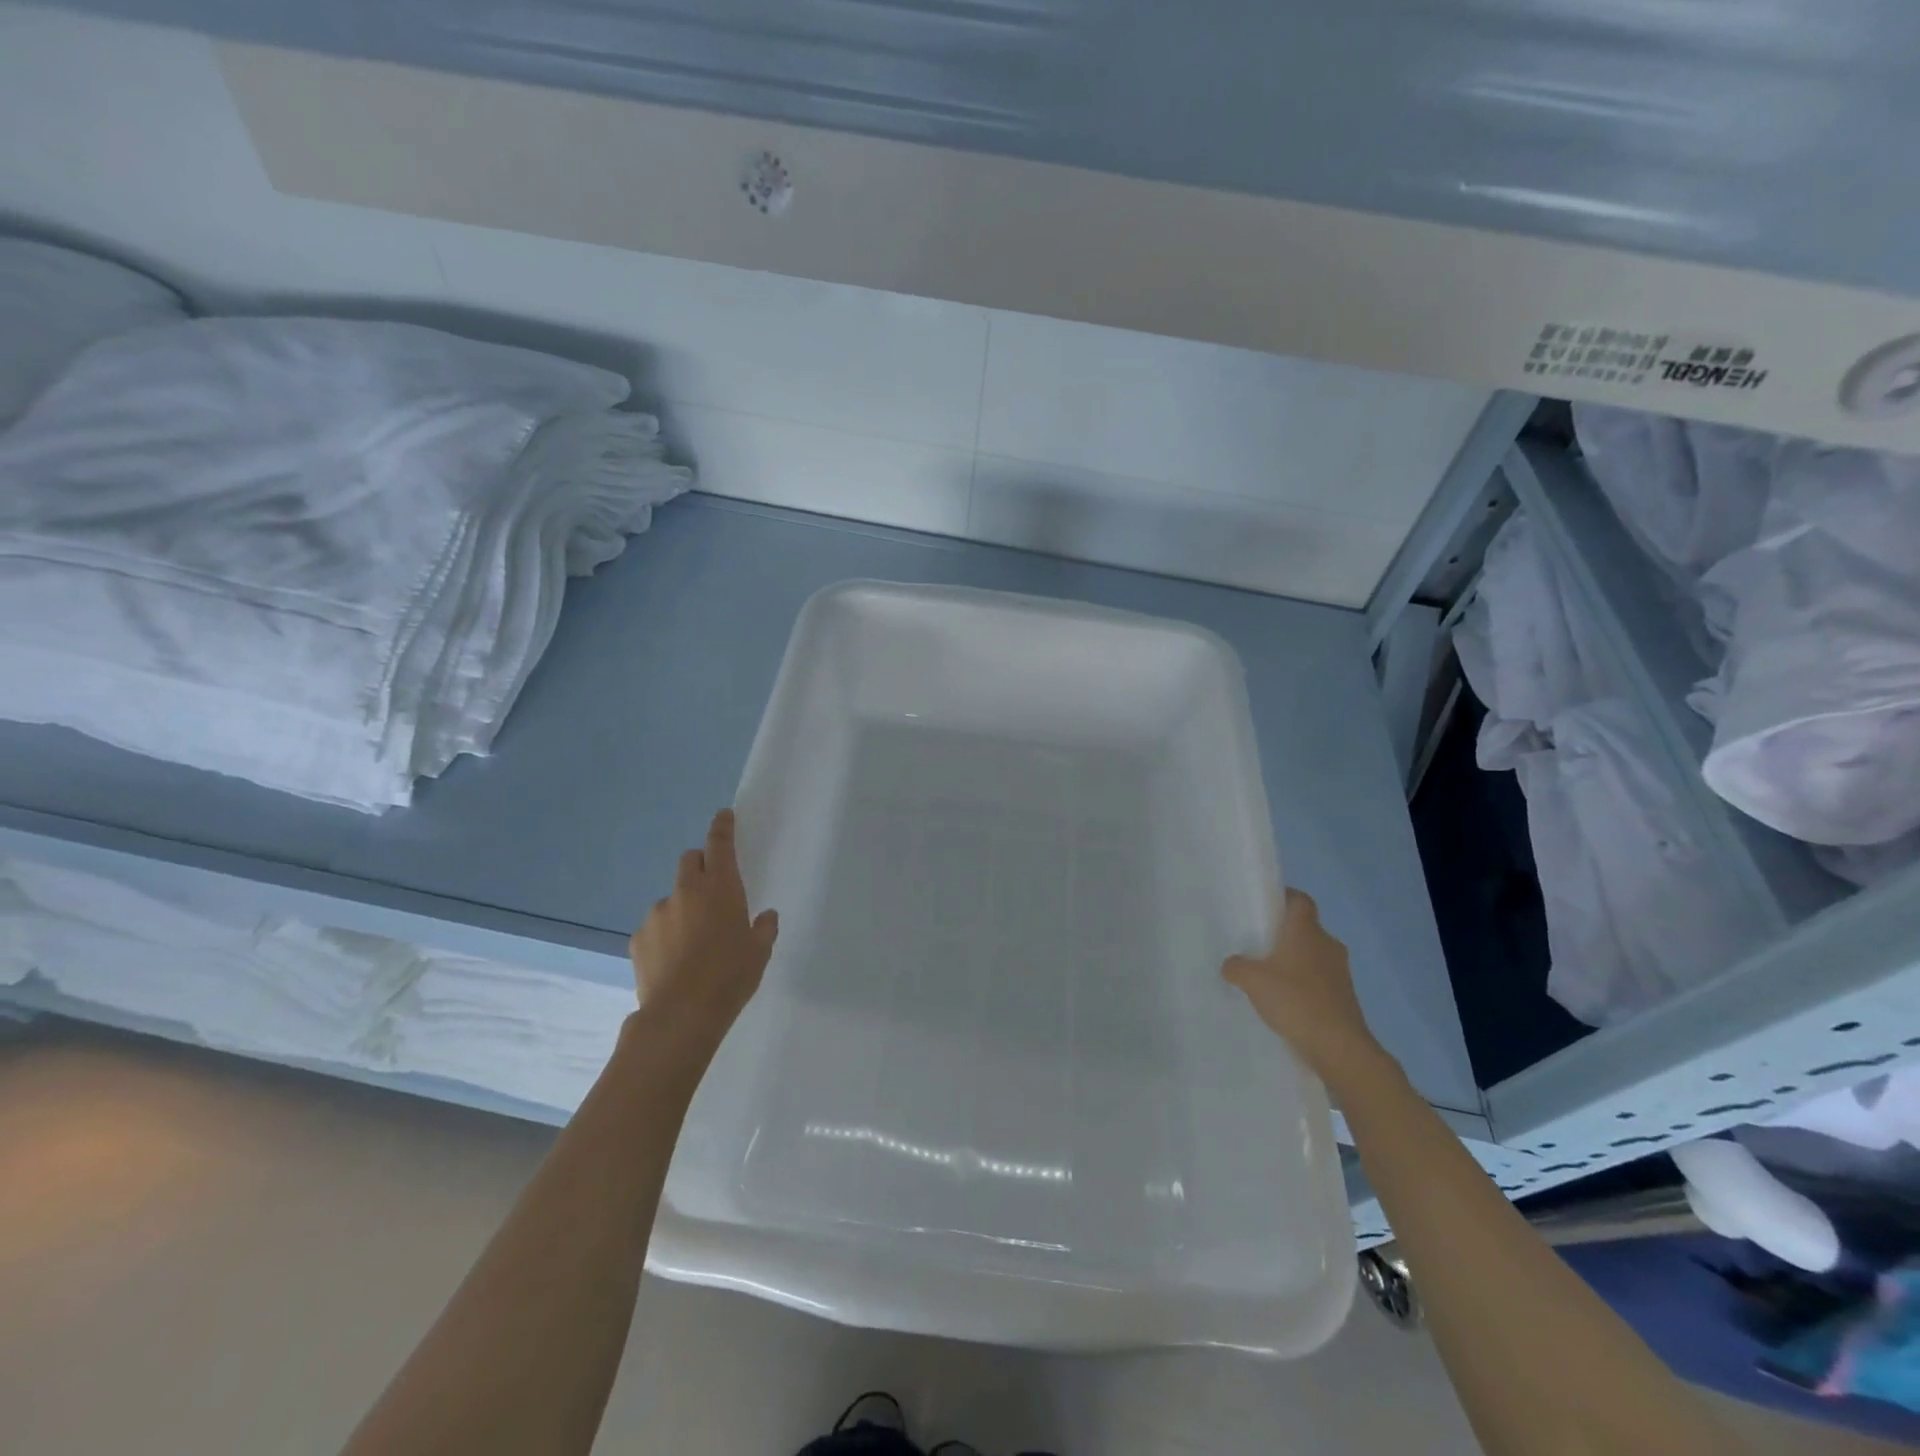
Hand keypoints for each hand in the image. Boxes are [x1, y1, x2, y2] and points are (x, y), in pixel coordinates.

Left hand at [628, 808, 778, 1032]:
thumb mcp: (759, 952)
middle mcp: (686, 892)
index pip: (720, 844)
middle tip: (713, 889)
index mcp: (720, 888)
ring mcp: (657, 913)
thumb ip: (764, 928)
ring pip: (672, 897)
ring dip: (683, 906)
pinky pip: (656, 925)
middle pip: (690, 861)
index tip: (723, 815)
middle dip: (701, 866)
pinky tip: (674, 959)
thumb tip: (765, 916)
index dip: (722, 827)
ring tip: (693, 940)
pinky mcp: (638, 937)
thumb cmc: (730, 976)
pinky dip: (666, 933)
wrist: (681, 1014)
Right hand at [1223, 888, 1386, 1086]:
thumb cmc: (1295, 1000)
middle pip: (1306, 928)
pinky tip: (1286, 1001)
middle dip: (1285, 934)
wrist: (1339, 1047)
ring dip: (1296, 962)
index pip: (1300, 900)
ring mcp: (1341, 972)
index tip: (1265, 907)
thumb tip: (1231, 965)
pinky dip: (1305, 985)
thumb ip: (1236, 967)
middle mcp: (1328, 945)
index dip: (1284, 898)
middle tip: (1259, 944)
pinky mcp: (1345, 997)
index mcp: (1307, 931)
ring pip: (1314, 956)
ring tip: (1270, 976)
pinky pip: (1321, 981)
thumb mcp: (1252, 980)